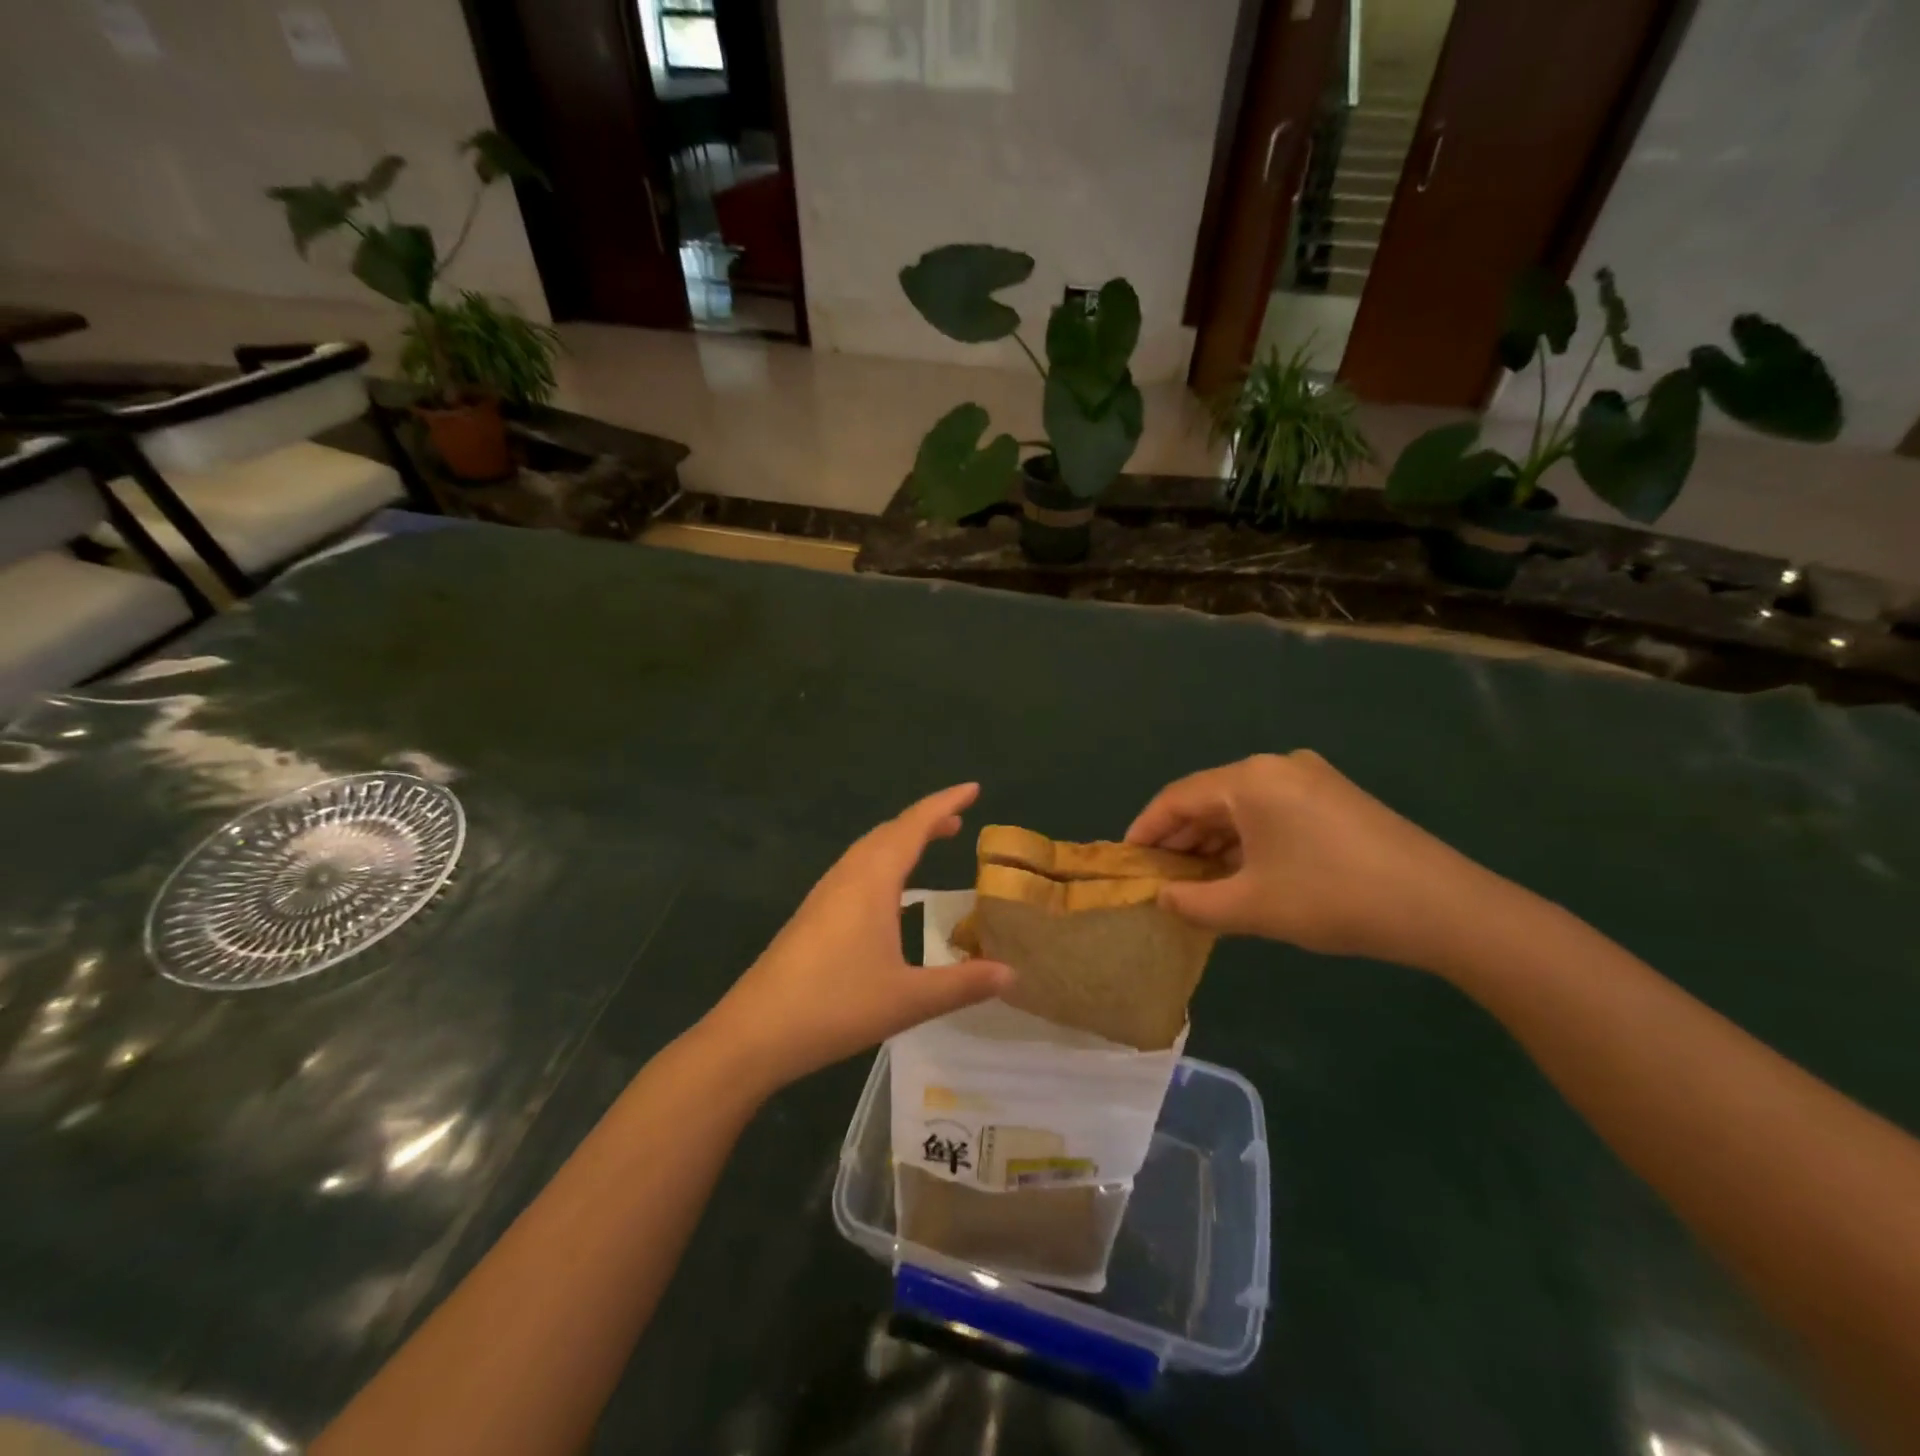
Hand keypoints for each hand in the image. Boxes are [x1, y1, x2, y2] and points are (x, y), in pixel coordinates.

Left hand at [703, 784, 1012, 1093]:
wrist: (754, 1033)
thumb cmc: (835, 1006)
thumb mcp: (909, 998)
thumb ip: (963, 984)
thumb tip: (1012, 973)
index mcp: (872, 880)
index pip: (914, 826)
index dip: (945, 803)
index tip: (973, 788)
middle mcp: (847, 876)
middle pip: (889, 831)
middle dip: (925, 819)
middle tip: (958, 820)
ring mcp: (824, 894)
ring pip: (868, 850)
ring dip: (901, 838)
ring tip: (930, 842)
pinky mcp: (812, 915)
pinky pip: (855, 869)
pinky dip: (883, 861)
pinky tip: (888, 892)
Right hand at [1126, 752, 1509, 972]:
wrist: (1442, 906)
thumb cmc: (1332, 898)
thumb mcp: (1251, 907)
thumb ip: (1193, 903)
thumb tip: (1162, 899)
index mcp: (1250, 779)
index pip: (1178, 798)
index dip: (1146, 829)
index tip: (1126, 861)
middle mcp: (1276, 766)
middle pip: (1209, 798)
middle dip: (1180, 838)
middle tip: (1157, 876)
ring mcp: (1310, 779)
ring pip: (1241, 807)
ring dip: (1213, 842)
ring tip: (1193, 880)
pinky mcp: (1334, 798)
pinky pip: (1271, 813)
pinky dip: (1246, 840)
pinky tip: (1239, 872)